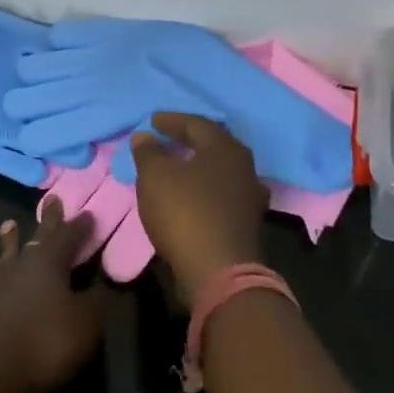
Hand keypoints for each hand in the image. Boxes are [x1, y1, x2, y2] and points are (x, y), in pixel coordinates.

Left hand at [0, 197, 104, 392]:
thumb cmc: (45, 341)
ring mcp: (1, 280)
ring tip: (10, 224)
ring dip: (13, 238)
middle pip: (40, 235)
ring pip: (10, 251)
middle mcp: (25, 262)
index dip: (81, 226)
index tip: (89, 213)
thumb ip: (94, 301)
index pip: (69, 236)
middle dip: (49, 219)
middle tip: (52, 198)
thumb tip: (101, 281)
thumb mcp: (85, 324)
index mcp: (51, 261)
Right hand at [132, 112, 268, 305]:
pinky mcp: (247, 222)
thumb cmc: (185, 212)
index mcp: (224, 147)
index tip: (152, 121)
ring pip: (219, 171)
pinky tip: (191, 196)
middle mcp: (243, 166)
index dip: (171, 121)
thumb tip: (144, 136)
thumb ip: (148, 152)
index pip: (196, 124)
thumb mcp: (155, 176)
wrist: (218, 271)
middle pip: (213, 145)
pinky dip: (204, 190)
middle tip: (167, 139)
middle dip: (188, 141)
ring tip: (176, 167)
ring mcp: (249, 196)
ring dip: (198, 167)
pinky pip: (222, 194)